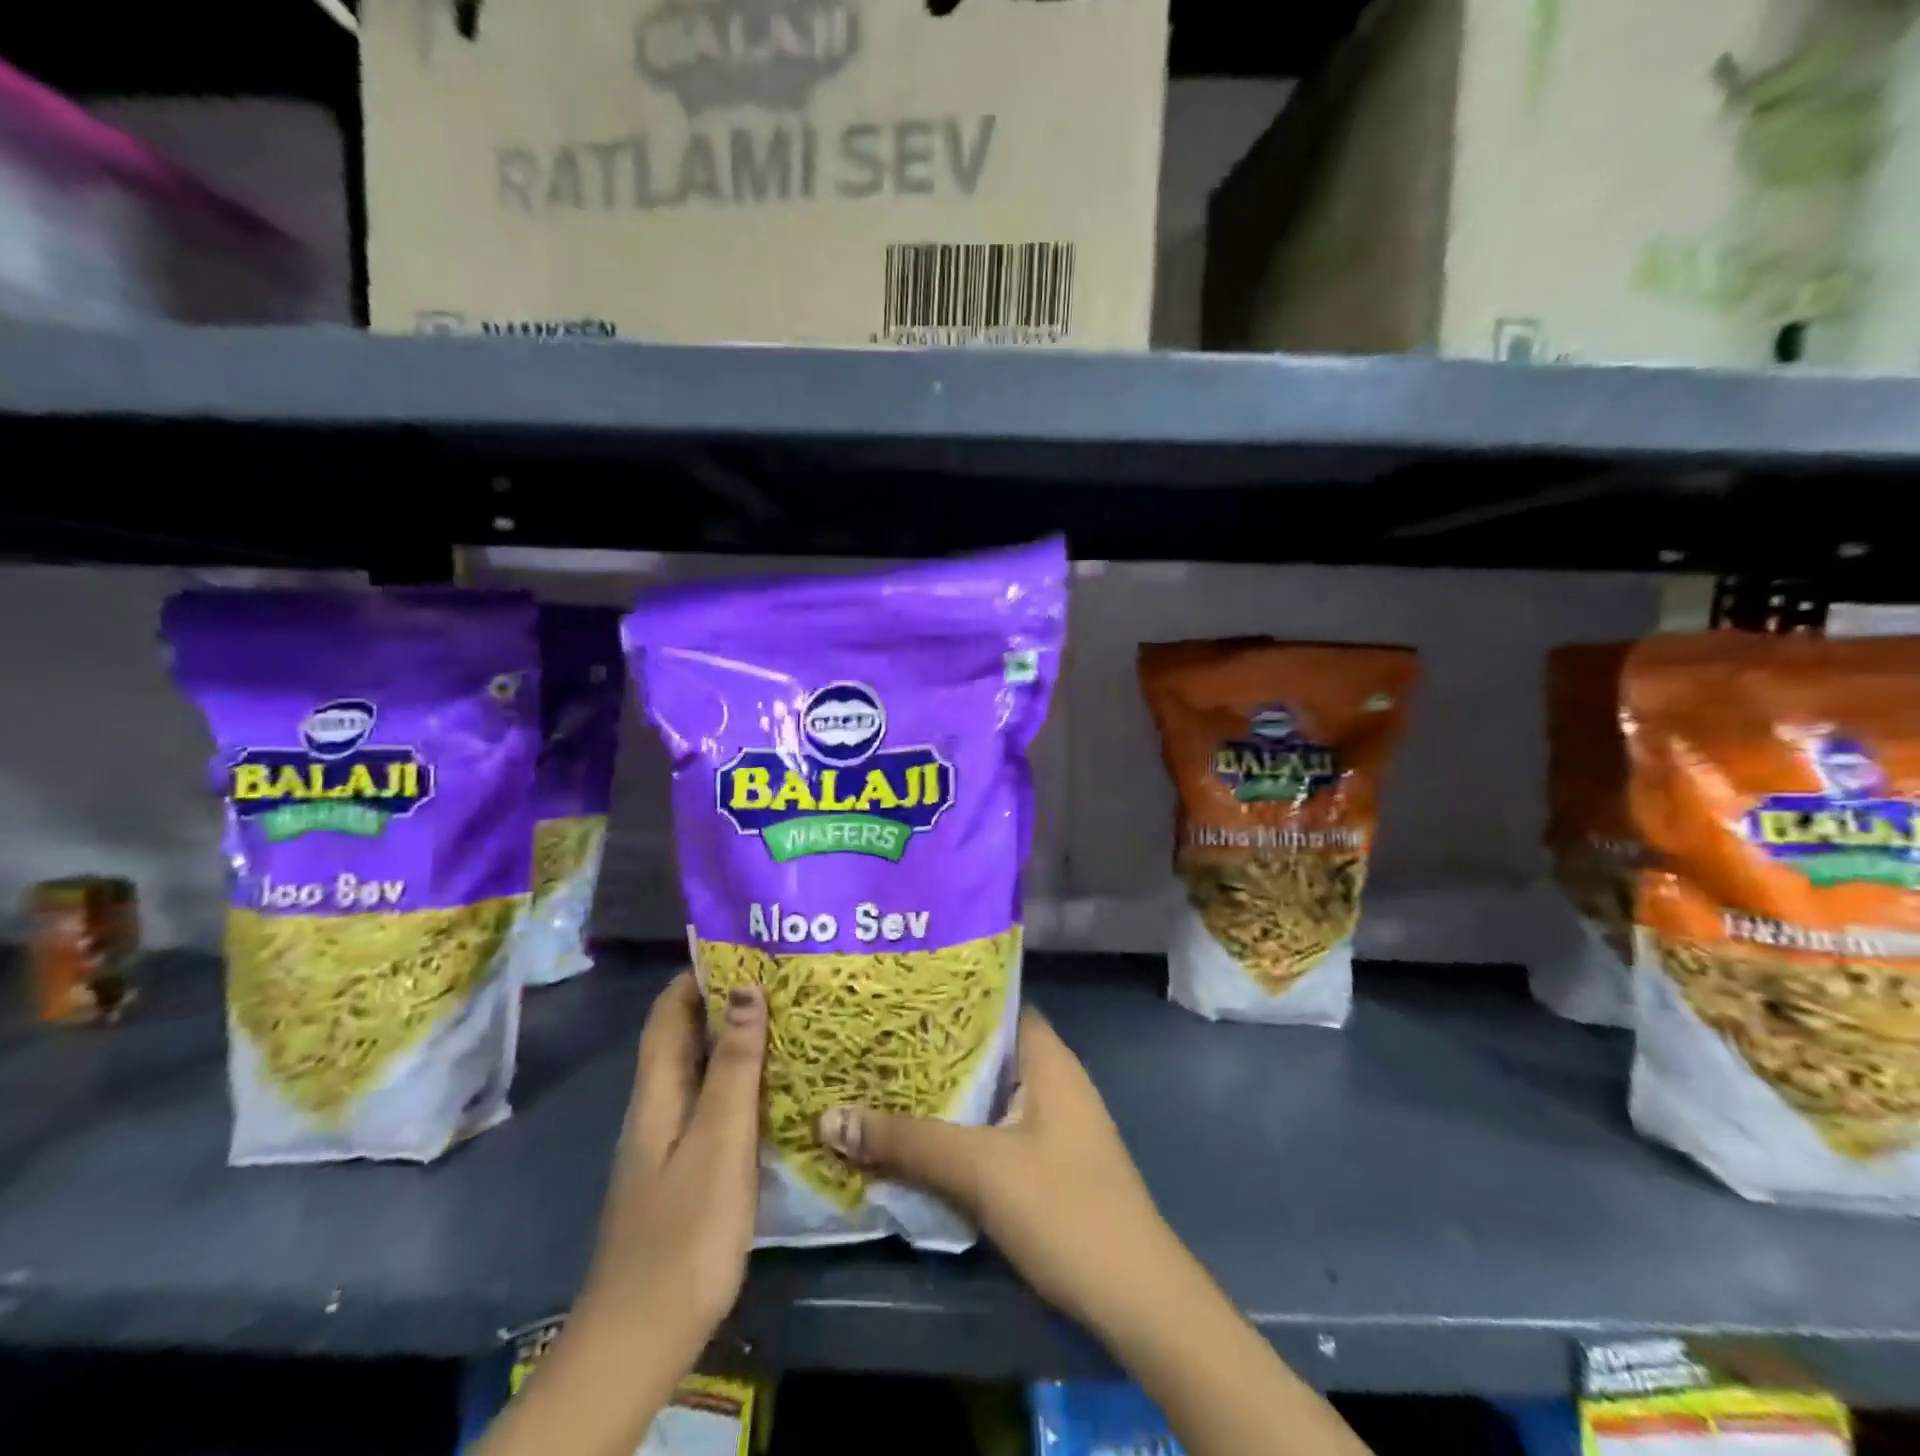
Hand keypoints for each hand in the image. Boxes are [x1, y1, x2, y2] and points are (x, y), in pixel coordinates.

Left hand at [580, 972, 766, 1362]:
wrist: (642, 1337)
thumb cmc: (684, 1231)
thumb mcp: (719, 1140)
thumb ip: (734, 1066)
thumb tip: (744, 987)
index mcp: (657, 1092)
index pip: (669, 1012)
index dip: (698, 973)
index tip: (745, 945)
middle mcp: (658, 1107)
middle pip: (686, 1037)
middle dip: (726, 1001)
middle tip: (782, 977)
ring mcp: (669, 1142)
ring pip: (702, 1071)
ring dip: (737, 1041)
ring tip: (790, 1018)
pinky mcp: (685, 1171)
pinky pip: (712, 1105)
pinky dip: (741, 1082)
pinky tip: (777, 1086)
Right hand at [817, 1007, 1176, 1333]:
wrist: (1136, 1301)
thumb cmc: (1064, 1209)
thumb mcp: (980, 1170)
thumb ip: (907, 1142)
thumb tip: (830, 1117)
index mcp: (1048, 1058)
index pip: (995, 1004)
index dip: (948, 997)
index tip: (896, 998)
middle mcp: (1052, 1079)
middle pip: (985, 1050)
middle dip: (932, 1050)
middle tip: (873, 1042)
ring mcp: (1052, 1123)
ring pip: (986, 1093)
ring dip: (942, 1094)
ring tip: (880, 1082)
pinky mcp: (1047, 1163)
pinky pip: (993, 1128)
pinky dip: (958, 1128)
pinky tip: (917, 1136)